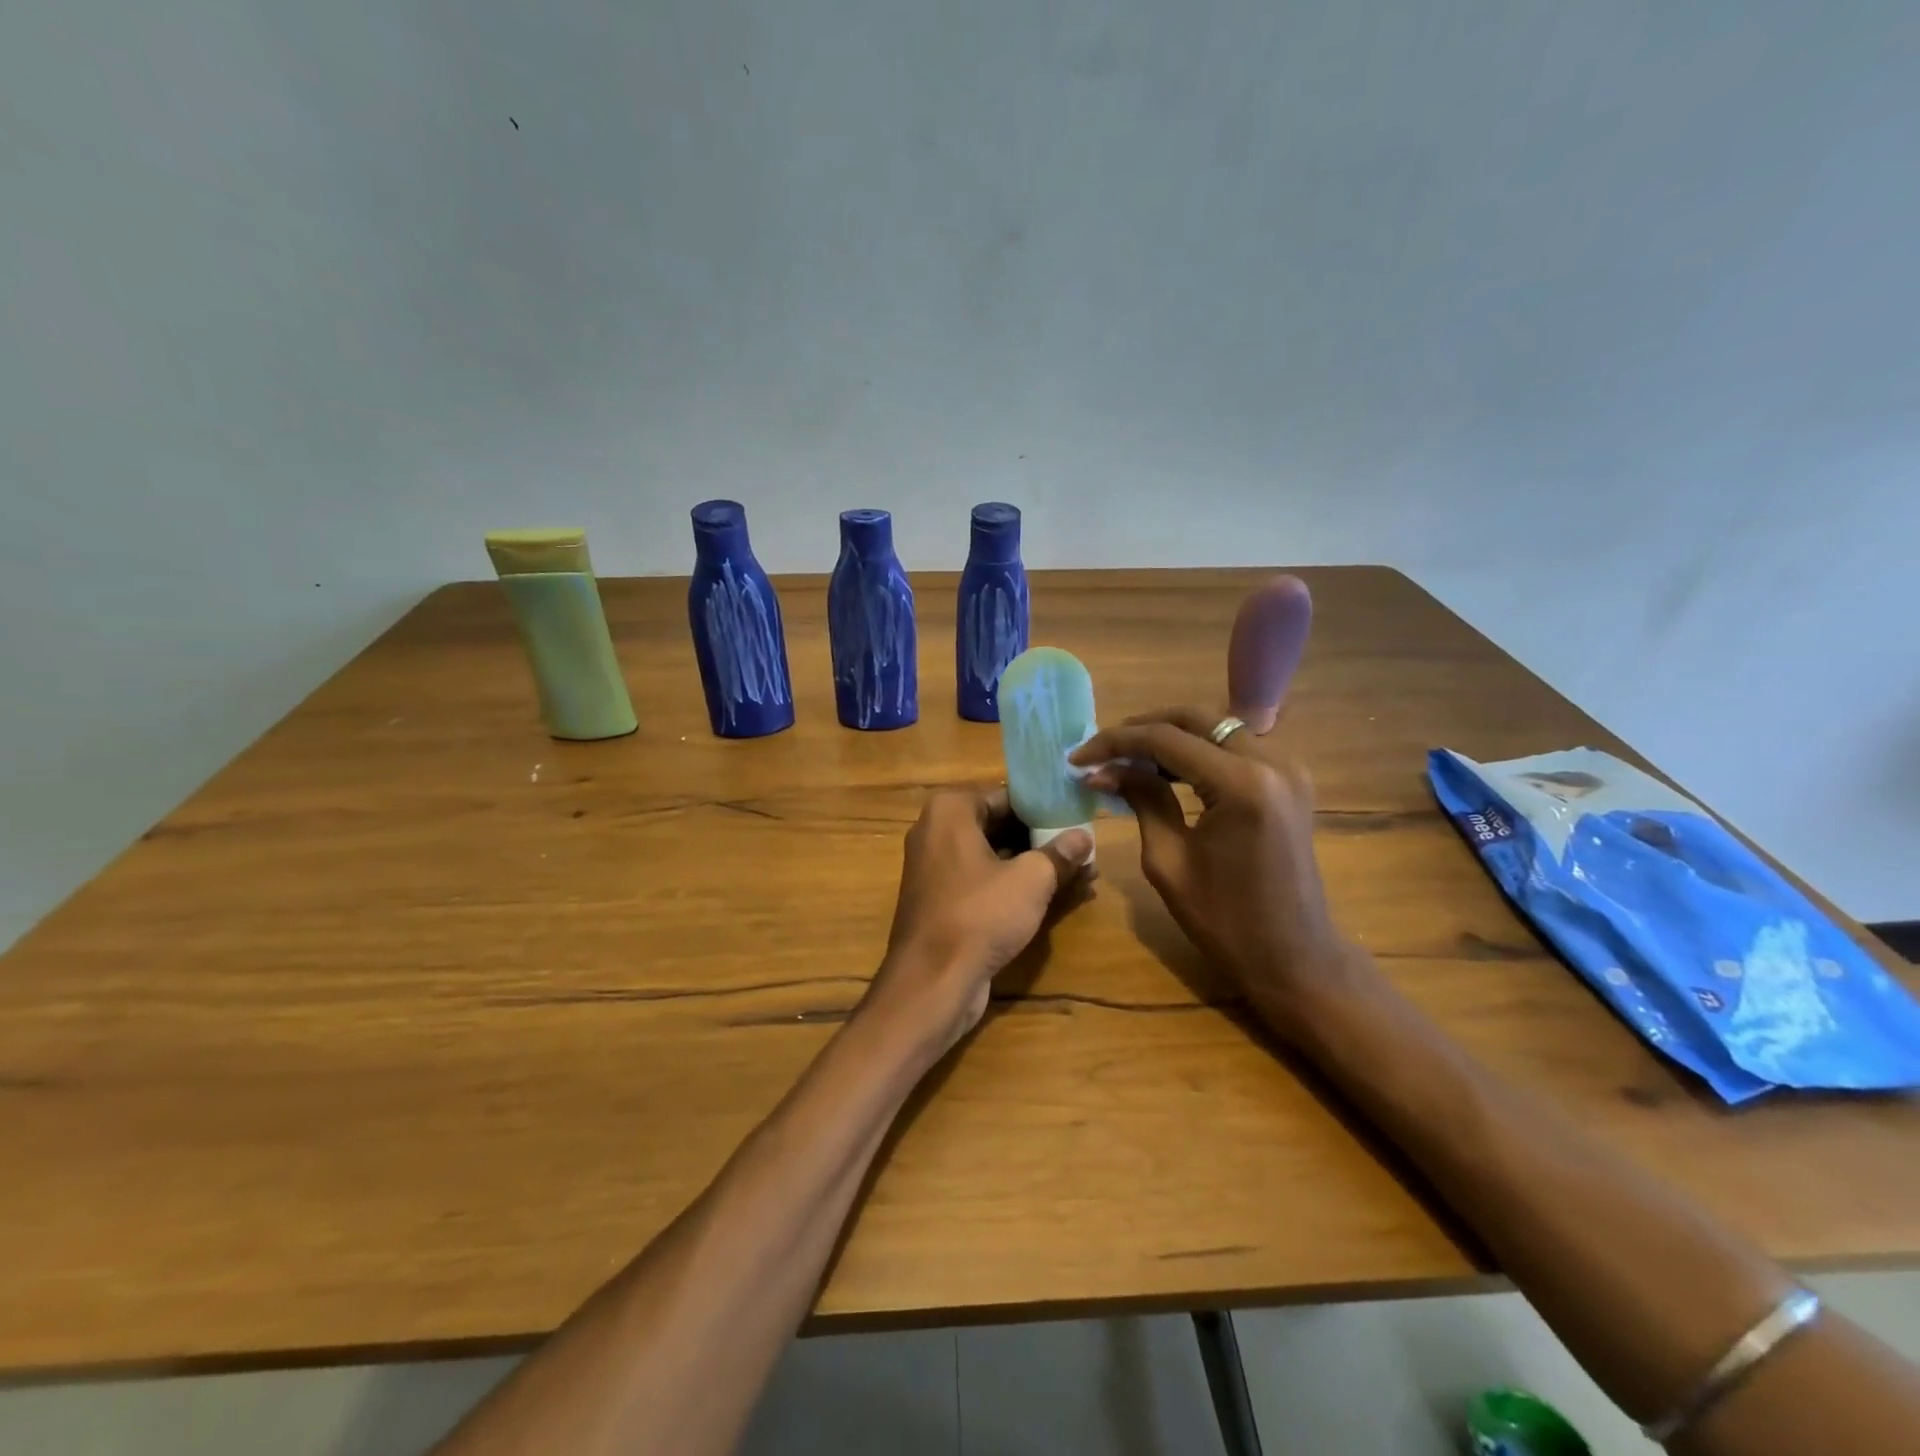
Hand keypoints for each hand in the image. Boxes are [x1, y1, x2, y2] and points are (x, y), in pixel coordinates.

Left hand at [864, 786, 1095, 1056]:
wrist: (932, 981)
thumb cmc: (980, 915)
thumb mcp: (1031, 880)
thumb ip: (1059, 853)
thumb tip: (1084, 837)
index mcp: (950, 810)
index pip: (1008, 796)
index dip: (1046, 808)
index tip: (1079, 817)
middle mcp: (936, 831)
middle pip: (1000, 825)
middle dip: (1044, 838)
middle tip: (1086, 847)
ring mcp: (935, 867)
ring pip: (995, 856)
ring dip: (1035, 864)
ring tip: (1084, 872)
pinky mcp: (941, 899)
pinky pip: (984, 881)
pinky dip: (1015, 885)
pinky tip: (1058, 896)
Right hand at [1070, 707, 1363, 1036]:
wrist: (1295, 958)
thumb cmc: (1226, 921)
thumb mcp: (1169, 860)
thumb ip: (1142, 801)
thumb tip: (1104, 770)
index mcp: (1241, 784)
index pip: (1165, 739)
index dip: (1115, 742)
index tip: (1078, 758)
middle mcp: (1271, 761)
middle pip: (1196, 718)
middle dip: (1143, 727)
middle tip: (1103, 750)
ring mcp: (1288, 768)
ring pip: (1217, 727)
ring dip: (1171, 736)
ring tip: (1127, 760)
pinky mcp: (1291, 781)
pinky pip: (1237, 747)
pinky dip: (1199, 751)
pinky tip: (1168, 771)